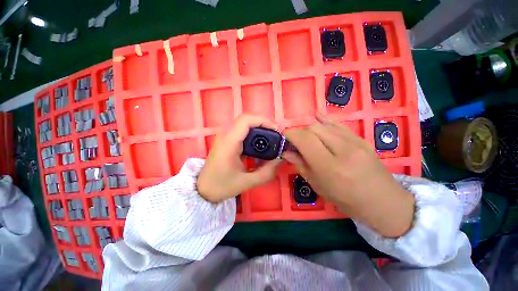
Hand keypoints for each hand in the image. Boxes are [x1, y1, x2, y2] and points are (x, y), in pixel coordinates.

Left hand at [197, 114, 281, 202]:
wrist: (203, 190)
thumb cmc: (221, 186)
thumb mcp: (247, 182)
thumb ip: (267, 172)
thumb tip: (280, 159)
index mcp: (229, 143)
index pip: (246, 120)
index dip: (263, 121)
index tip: (276, 130)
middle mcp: (226, 136)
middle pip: (247, 120)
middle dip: (264, 126)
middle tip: (276, 138)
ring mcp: (225, 138)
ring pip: (245, 126)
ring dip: (259, 131)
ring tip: (270, 142)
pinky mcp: (227, 142)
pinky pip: (242, 133)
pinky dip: (254, 137)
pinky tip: (260, 148)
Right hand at [283, 113, 414, 237]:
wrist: (383, 201)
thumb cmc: (346, 200)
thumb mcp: (318, 185)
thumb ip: (301, 165)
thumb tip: (286, 152)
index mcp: (329, 166)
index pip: (305, 139)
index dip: (290, 134)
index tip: (284, 137)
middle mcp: (342, 150)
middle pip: (313, 129)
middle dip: (299, 133)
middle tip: (295, 143)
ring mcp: (354, 142)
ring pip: (324, 125)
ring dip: (309, 129)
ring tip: (306, 138)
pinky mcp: (361, 138)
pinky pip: (338, 124)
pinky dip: (325, 120)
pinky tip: (317, 117)